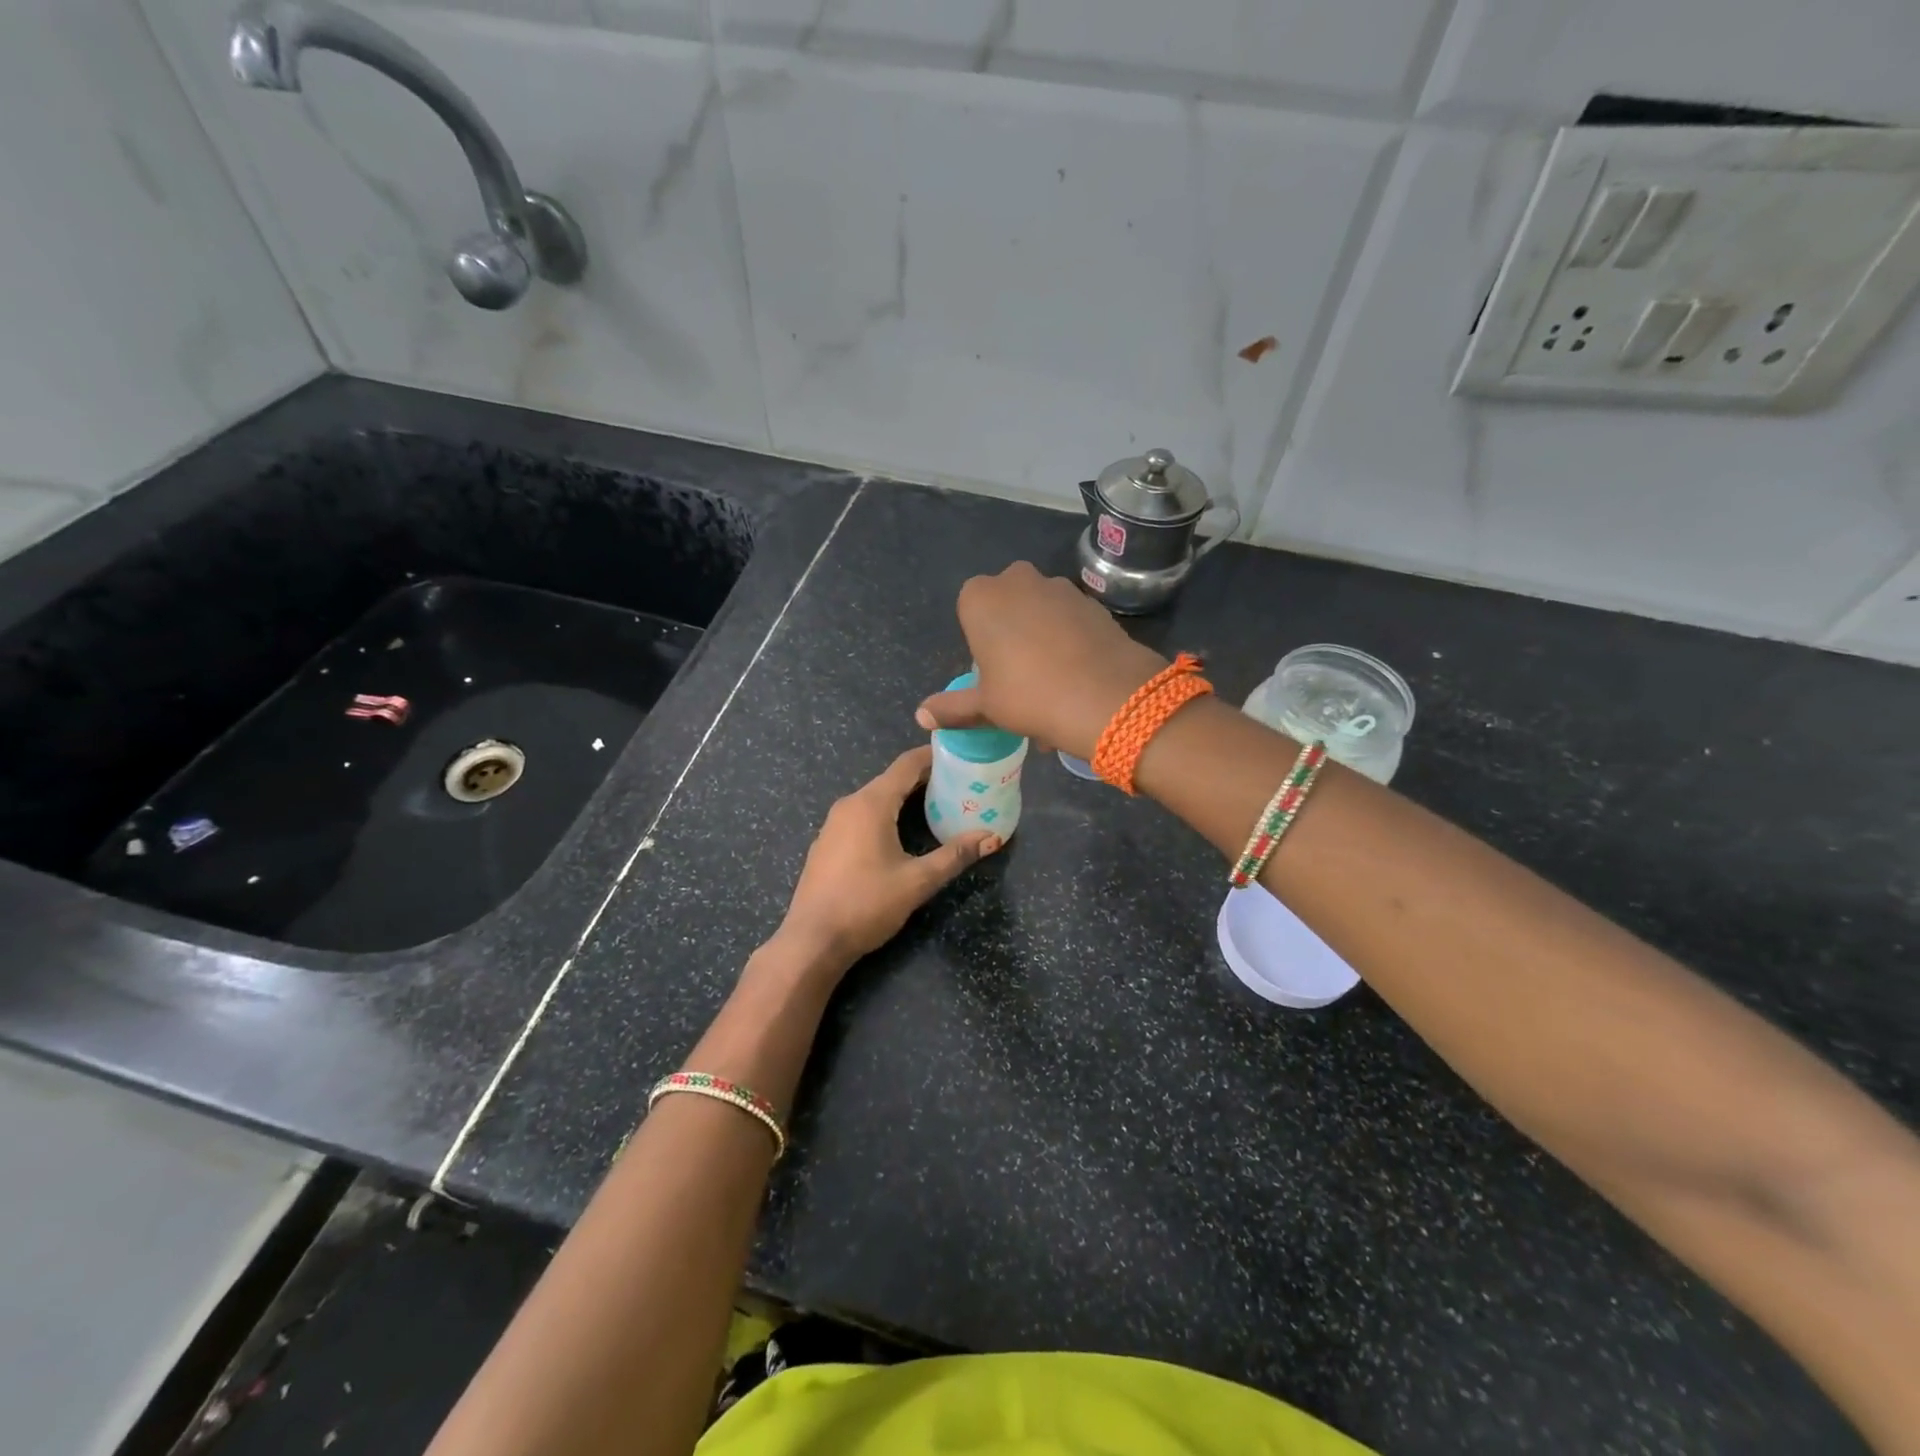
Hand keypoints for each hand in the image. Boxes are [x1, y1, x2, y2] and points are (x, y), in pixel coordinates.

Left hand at [775, 747, 999, 973]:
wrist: (813, 940)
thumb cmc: (866, 904)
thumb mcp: (917, 881)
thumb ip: (954, 855)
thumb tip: (991, 837)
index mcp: (870, 804)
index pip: (906, 765)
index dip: (933, 757)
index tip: (960, 755)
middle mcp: (849, 805)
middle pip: (891, 780)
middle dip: (924, 779)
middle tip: (958, 785)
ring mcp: (833, 824)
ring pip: (875, 799)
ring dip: (904, 798)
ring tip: (937, 806)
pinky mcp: (827, 843)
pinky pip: (861, 816)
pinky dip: (885, 815)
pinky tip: (901, 833)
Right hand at [914, 562, 1166, 759]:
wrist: (1106, 696)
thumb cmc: (1029, 696)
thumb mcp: (985, 706)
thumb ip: (953, 707)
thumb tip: (921, 716)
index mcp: (981, 598)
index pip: (969, 611)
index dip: (980, 643)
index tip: (992, 673)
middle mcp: (1018, 580)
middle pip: (1007, 607)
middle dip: (1011, 635)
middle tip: (1020, 678)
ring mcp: (1060, 587)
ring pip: (1041, 612)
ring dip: (1042, 639)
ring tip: (1053, 684)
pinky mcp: (1093, 601)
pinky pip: (1071, 620)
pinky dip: (1070, 641)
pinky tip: (1078, 676)